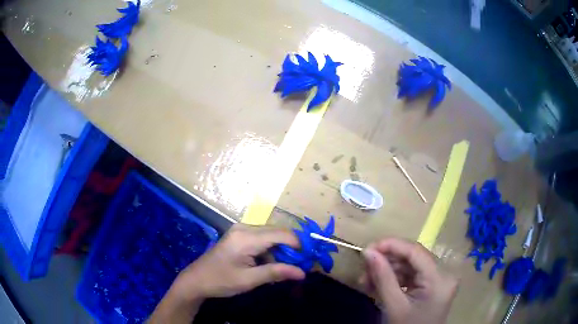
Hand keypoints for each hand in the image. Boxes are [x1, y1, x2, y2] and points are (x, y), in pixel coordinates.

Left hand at [149, 224, 305, 322]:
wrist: (196, 280)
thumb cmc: (221, 281)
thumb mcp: (250, 280)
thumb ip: (276, 273)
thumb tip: (302, 272)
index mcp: (247, 237)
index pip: (282, 234)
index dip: (298, 245)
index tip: (308, 260)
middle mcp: (245, 228)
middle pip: (277, 232)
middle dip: (291, 247)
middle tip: (300, 265)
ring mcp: (240, 230)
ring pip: (271, 235)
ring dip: (281, 249)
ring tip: (285, 267)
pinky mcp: (239, 235)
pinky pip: (262, 238)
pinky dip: (270, 250)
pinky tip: (268, 264)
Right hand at [360, 238, 457, 323]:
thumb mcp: (393, 306)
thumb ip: (382, 278)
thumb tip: (368, 252)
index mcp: (440, 278)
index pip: (416, 251)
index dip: (391, 245)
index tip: (368, 248)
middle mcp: (444, 273)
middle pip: (413, 258)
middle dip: (386, 261)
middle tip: (363, 268)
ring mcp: (439, 279)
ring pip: (410, 266)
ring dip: (387, 271)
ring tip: (366, 280)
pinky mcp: (432, 285)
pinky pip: (412, 275)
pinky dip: (394, 279)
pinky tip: (377, 285)